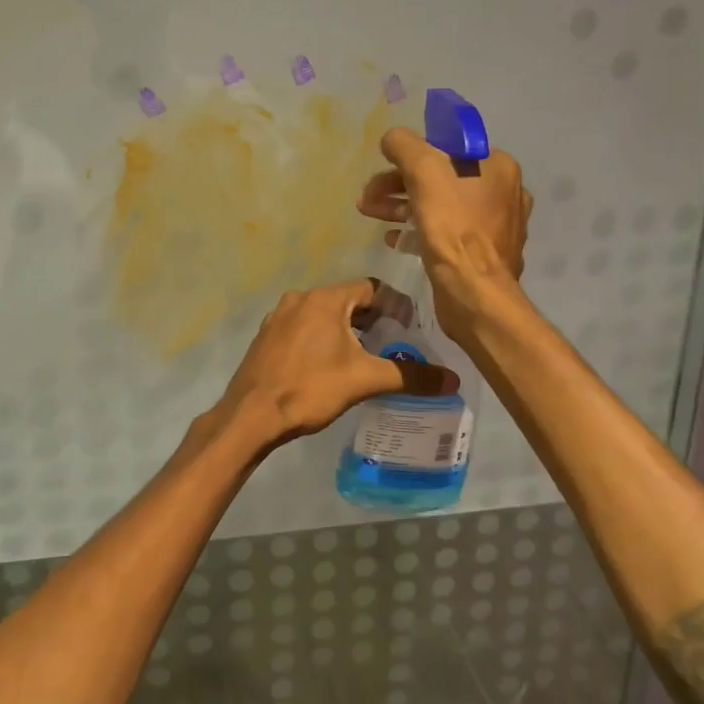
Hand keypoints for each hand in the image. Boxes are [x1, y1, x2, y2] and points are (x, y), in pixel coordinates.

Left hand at [213, 280, 457, 447]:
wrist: (250, 415)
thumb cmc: (309, 389)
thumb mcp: (364, 380)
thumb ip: (410, 376)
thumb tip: (454, 379)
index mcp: (323, 299)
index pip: (370, 287)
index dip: (395, 304)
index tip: (411, 326)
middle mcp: (298, 299)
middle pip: (346, 300)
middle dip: (372, 319)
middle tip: (394, 342)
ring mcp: (277, 318)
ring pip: (323, 315)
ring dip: (346, 330)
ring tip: (366, 355)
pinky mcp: (266, 338)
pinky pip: (303, 329)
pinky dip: (322, 339)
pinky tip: (330, 365)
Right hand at [357, 127, 532, 342]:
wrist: (474, 293)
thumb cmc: (454, 226)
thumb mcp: (424, 171)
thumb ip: (405, 146)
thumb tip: (392, 139)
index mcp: (497, 167)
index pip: (448, 147)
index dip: (412, 154)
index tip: (385, 165)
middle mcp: (501, 192)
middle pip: (440, 177)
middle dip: (399, 183)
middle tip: (368, 195)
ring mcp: (493, 226)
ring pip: (439, 206)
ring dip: (401, 206)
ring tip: (369, 213)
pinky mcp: (480, 254)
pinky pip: (444, 233)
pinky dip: (417, 230)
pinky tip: (394, 239)